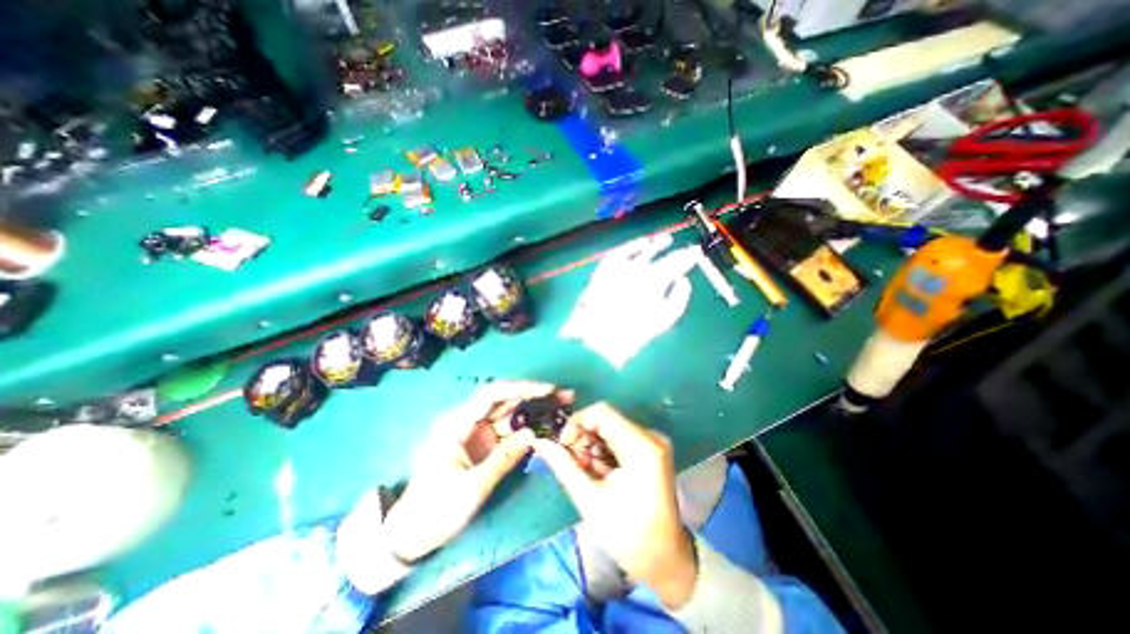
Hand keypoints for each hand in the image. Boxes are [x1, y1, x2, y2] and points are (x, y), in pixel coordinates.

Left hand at [384, 378, 570, 560]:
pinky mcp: (482, 444)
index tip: (547, 390)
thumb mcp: (471, 488)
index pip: (491, 395)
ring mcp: (475, 432)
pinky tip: (545, 426)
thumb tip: (533, 435)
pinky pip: (507, 430)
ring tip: (561, 407)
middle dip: (533, 396)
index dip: (520, 388)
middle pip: (504, 400)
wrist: (411, 534)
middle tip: (563, 395)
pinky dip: (526, 428)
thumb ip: (503, 459)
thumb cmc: (436, 511)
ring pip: (508, 413)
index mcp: (456, 424)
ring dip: (534, 409)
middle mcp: (466, 421)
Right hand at [533, 405, 699, 610]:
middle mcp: (650, 436)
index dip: (577, 423)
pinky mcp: (650, 449)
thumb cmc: (629, 536)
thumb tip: (541, 442)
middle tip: (572, 463)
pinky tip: (599, 472)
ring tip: (586, 473)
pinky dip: (603, 450)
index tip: (562, 446)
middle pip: (606, 419)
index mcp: (641, 447)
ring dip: (592, 445)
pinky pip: (618, 437)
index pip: (602, 412)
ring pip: (610, 427)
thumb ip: (564, 466)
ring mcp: (652, 441)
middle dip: (583, 437)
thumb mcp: (590, 501)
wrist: (665, 559)